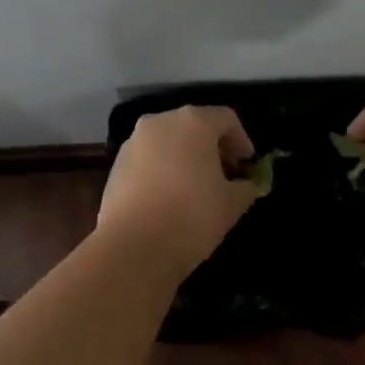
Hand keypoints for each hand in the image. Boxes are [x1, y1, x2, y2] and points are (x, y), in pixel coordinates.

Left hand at [97, 105, 259, 270]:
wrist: (132, 246)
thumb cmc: (192, 216)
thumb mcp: (232, 204)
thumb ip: (245, 187)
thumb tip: (245, 185)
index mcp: (193, 122)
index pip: (226, 118)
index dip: (241, 140)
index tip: (247, 165)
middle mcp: (161, 122)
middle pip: (194, 125)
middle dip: (213, 147)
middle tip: (225, 174)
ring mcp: (134, 142)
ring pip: (169, 141)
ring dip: (186, 157)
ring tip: (197, 188)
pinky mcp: (116, 165)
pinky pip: (149, 159)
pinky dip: (163, 169)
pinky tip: (170, 197)